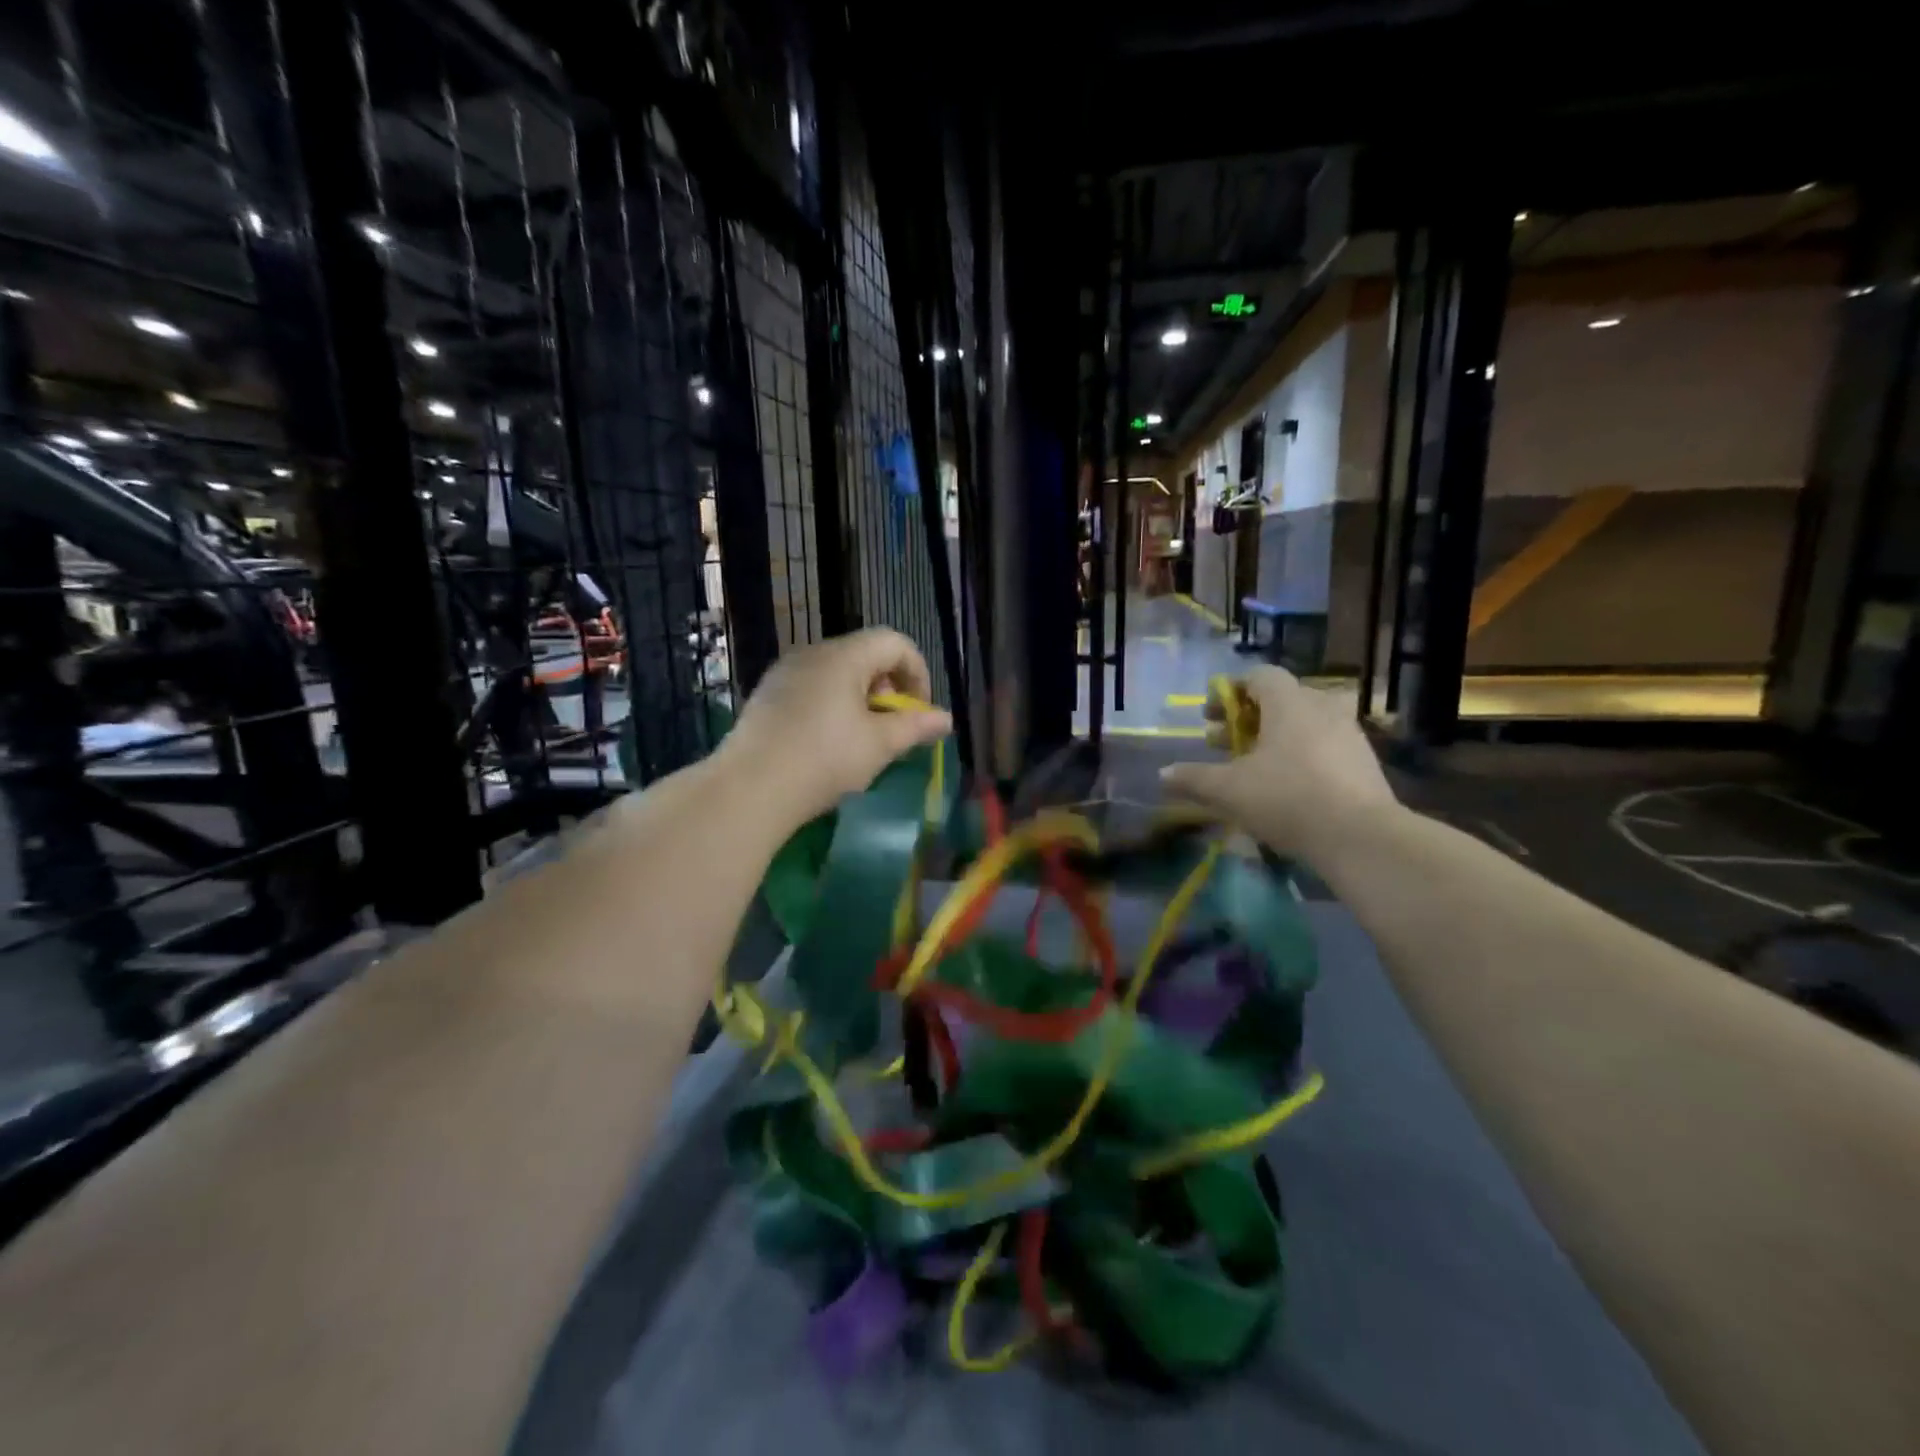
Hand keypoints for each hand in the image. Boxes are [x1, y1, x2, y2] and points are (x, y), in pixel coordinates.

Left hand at [722, 629, 952, 829]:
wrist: (751, 788)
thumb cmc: (825, 759)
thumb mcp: (880, 745)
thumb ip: (916, 726)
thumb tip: (945, 719)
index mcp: (843, 656)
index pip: (894, 642)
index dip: (917, 672)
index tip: (919, 711)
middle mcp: (812, 653)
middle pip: (865, 655)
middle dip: (889, 687)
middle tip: (892, 728)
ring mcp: (784, 673)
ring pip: (837, 673)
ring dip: (860, 698)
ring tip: (862, 739)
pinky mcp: (766, 695)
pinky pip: (811, 688)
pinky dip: (832, 706)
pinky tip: (827, 743)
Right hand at [1159, 665, 1398, 860]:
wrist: (1360, 837)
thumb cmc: (1287, 798)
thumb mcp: (1229, 791)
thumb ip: (1194, 779)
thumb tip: (1163, 775)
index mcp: (1289, 702)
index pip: (1259, 676)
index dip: (1231, 690)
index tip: (1211, 714)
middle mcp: (1322, 707)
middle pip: (1280, 698)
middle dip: (1247, 718)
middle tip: (1222, 742)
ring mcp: (1349, 733)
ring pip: (1304, 722)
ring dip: (1274, 737)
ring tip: (1252, 765)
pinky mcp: (1364, 762)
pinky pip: (1324, 745)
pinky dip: (1300, 754)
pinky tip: (1286, 785)